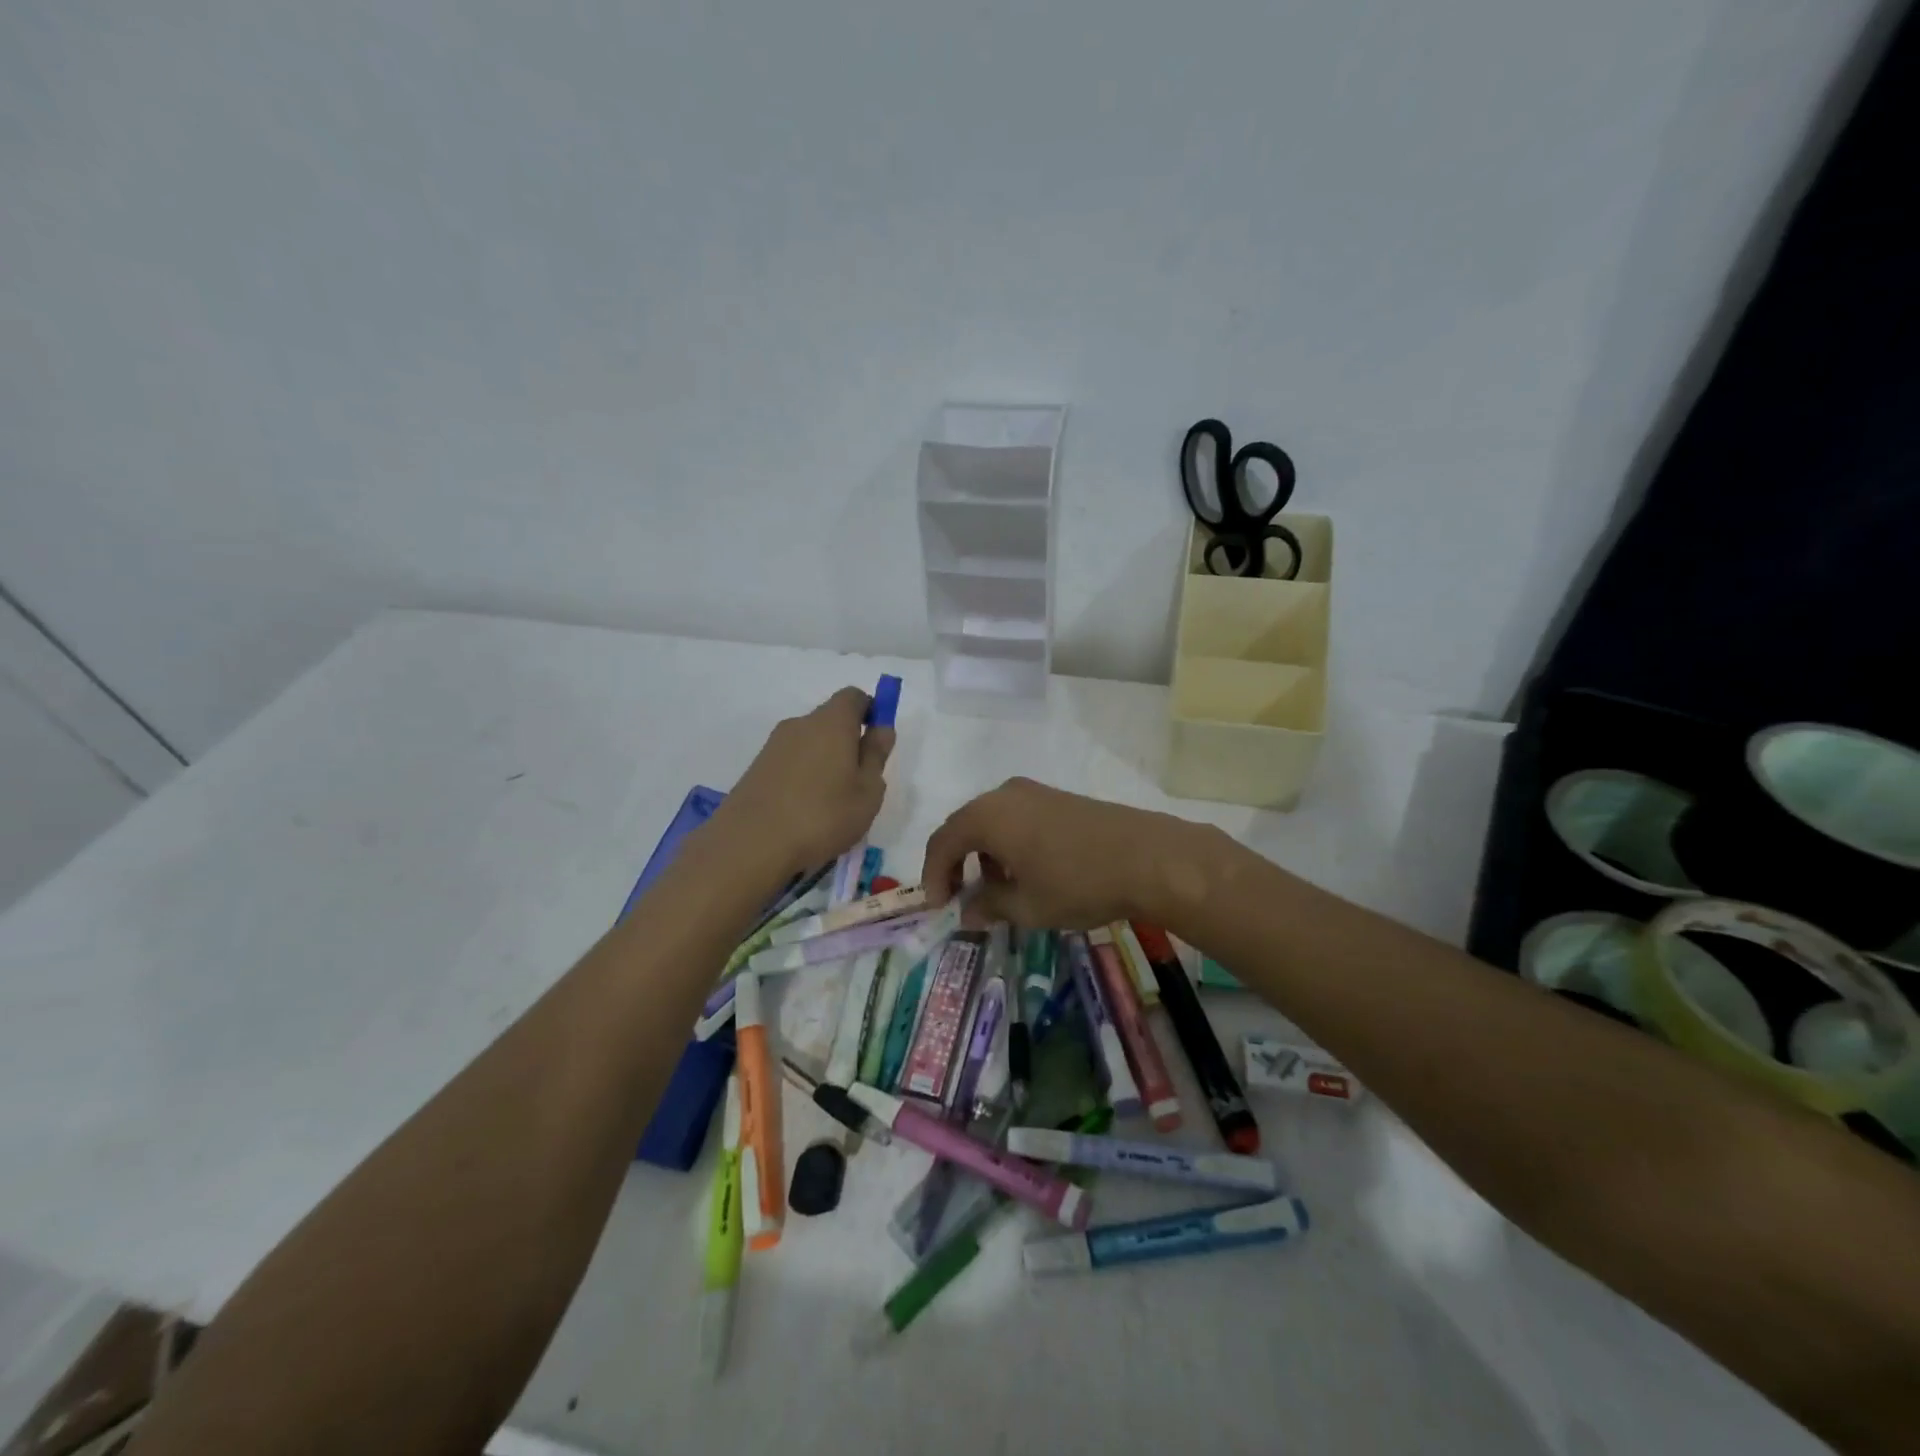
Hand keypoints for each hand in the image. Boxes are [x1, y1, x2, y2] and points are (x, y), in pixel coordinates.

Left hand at [714, 687, 893, 878]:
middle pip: (830, 720)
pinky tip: (805, 811)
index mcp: (831, 722)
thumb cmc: (822, 815)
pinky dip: (803, 777)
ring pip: (809, 743)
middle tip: (858, 781)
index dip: (871, 712)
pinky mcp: (757, 768)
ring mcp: (774, 746)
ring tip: (831, 803)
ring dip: (824, 762)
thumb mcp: (867, 791)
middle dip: (848, 742)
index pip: (854, 697)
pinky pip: (791, 762)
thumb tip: (882, 728)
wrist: (750, 844)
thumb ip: (876, 755)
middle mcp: (800, 724)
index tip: (877, 742)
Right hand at [921, 778, 1202, 929]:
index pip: (943, 842)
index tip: (939, 906)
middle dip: (957, 863)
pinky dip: (1008, 843)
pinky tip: (1027, 871)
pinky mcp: (1058, 798)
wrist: (1149, 857)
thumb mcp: (1028, 906)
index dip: (934, 875)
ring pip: (992, 821)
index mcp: (988, 816)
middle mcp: (1004, 795)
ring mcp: (1035, 792)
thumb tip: (967, 910)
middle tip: (959, 897)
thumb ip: (989, 905)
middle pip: (965, 826)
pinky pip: (1016, 817)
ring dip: (984, 854)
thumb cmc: (1078, 883)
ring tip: (997, 889)